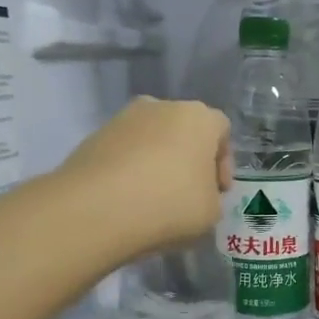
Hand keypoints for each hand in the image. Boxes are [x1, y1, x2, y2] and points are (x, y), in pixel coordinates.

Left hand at [56, 97, 230, 252]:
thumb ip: (212, 197)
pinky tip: (129, 199)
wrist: (97, 208)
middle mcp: (161, 106)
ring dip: (159, 163)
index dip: (224, 162)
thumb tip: (198, 193)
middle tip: (189, 193)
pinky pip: (125, 152)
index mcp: (198, 118)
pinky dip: (131, 170)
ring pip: (153, 139)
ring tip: (155, 198)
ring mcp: (123, 118)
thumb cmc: (170, 204)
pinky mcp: (95, 137)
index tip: (218, 191)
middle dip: (190, 159)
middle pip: (185, 131)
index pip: (222, 130)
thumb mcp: (211, 212)